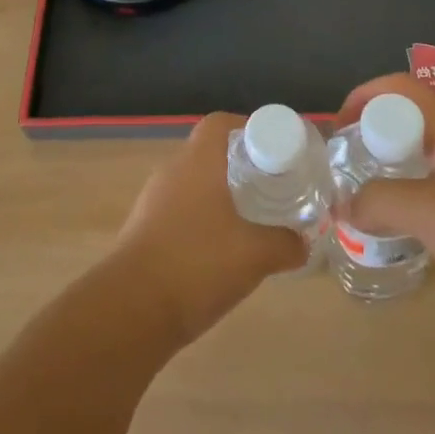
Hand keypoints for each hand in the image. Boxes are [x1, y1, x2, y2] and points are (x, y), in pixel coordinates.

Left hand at [112, 112, 307, 347]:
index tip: (276, 152)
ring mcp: (155, 201)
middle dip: (244, 167)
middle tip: (274, 187)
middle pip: (211, 154)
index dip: (250, 129)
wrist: (132, 309)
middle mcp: (173, 172)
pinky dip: (206, 222)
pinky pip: (183, 212)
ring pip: (197, 185)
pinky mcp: (146, 231)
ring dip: (225, 197)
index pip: (221, 124)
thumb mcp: (256, 254)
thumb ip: (286, 244)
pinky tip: (225, 251)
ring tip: (255, 221)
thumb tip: (302, 243)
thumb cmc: (197, 264)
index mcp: (197, 162)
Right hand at [334, 74, 434, 345]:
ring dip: (384, 173)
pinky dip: (403, 205)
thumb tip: (342, 207)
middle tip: (341, 167)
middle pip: (406, 123)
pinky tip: (389, 231)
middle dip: (369, 137)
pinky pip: (428, 197)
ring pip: (416, 162)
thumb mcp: (428, 212)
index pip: (402, 89)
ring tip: (355, 198)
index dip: (365, 96)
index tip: (337, 128)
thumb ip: (378, 202)